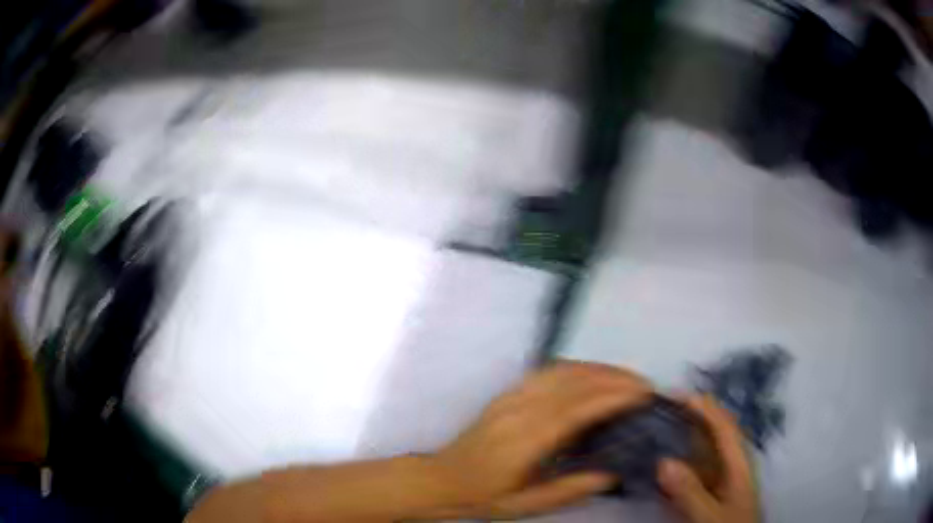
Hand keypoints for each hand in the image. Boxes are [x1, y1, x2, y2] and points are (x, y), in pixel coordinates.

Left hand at [427, 360, 651, 518]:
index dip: (613, 397)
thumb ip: (569, 490)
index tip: (642, 393)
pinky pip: (545, 371)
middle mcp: (520, 411)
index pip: (578, 409)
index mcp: (526, 441)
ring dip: (597, 369)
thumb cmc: (484, 496)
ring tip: (625, 377)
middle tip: (644, 384)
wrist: (441, 479)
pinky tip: (590, 373)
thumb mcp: (526, 505)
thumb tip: (612, 474)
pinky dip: (575, 367)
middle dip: (613, 378)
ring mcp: (511, 398)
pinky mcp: (506, 394)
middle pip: (573, 383)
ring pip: (560, 371)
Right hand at [657, 396, 758, 522]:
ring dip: (682, 440)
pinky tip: (661, 466)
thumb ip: (691, 492)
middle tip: (661, 408)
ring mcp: (719, 482)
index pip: (724, 427)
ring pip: (701, 454)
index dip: (705, 408)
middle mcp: (729, 467)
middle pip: (712, 436)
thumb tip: (664, 461)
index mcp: (738, 465)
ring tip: (657, 429)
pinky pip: (692, 474)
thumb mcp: (711, 515)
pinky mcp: (709, 495)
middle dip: (691, 418)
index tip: (679, 394)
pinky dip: (677, 465)